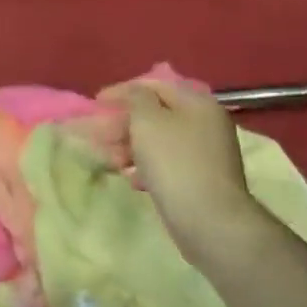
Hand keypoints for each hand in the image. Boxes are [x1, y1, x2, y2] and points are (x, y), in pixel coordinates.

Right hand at [100, 77, 259, 257]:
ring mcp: (204, 154)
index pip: (154, 85)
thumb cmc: (174, 161)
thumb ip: (136, 97)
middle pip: (155, 115)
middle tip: (97, 135)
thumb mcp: (147, 120)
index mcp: (197, 103)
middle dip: (122, 124)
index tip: (96, 102)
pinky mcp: (199, 180)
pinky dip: (146, 167)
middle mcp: (205, 124)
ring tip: (111, 161)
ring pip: (158, 142)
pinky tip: (132, 180)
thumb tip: (135, 93)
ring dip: (130, 147)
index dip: (122, 91)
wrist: (209, 220)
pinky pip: (166, 164)